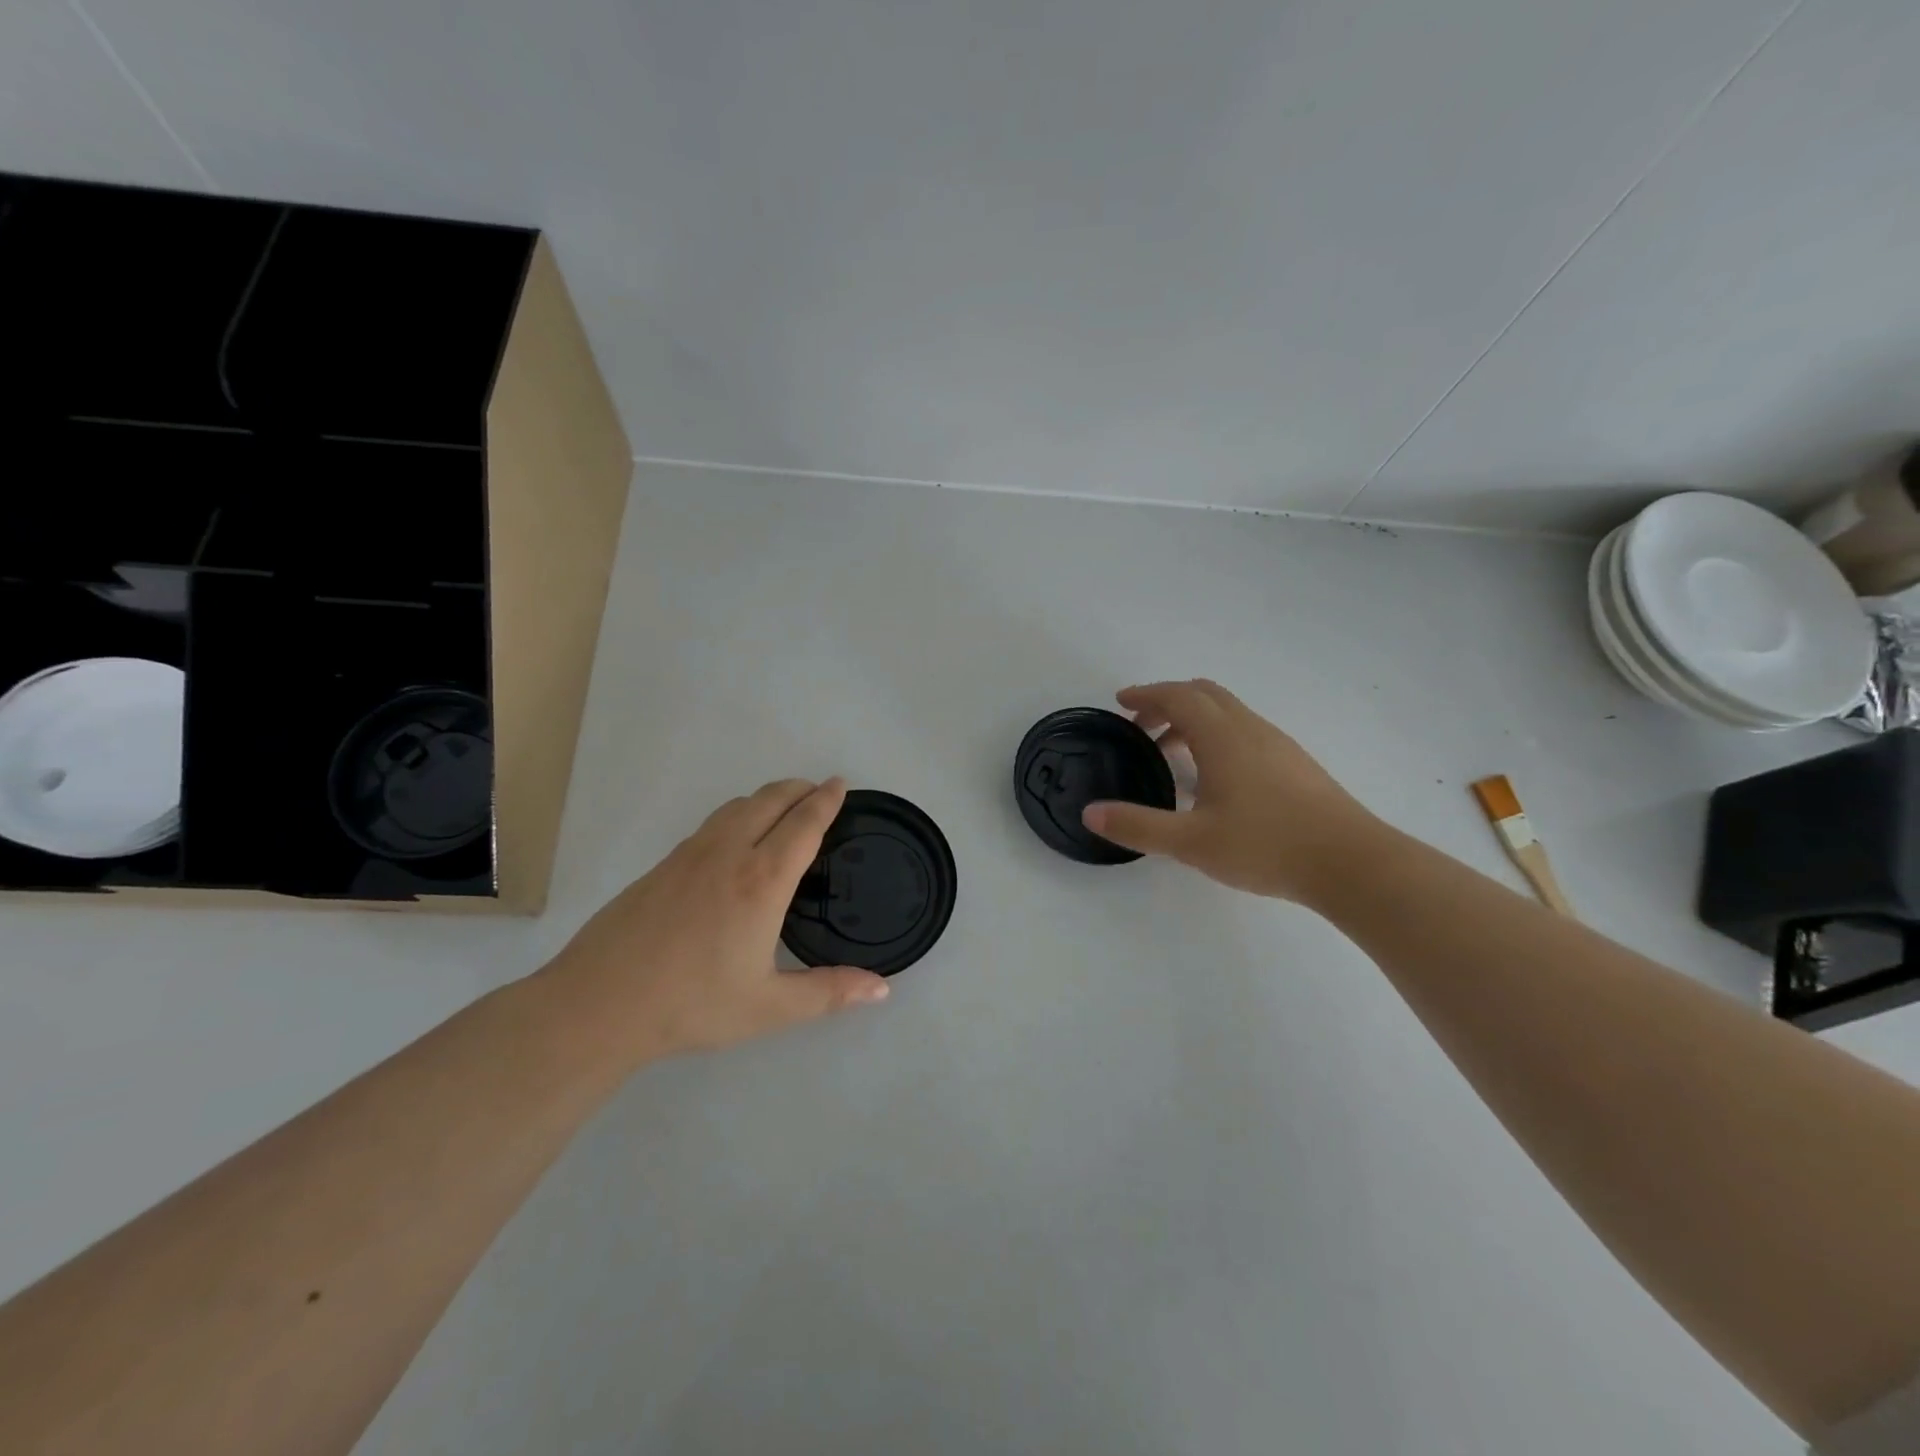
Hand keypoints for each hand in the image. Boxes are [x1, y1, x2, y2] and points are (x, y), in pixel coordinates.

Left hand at [539, 778, 888, 1065]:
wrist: (598, 1004)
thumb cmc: (692, 1004)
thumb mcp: (770, 1007)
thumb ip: (830, 993)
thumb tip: (882, 990)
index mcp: (761, 881)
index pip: (803, 825)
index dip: (826, 801)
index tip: (840, 784)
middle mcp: (728, 854)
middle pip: (769, 800)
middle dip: (799, 788)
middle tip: (819, 791)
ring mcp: (689, 855)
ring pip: (736, 806)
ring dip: (767, 797)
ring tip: (782, 808)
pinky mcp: (662, 865)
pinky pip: (712, 823)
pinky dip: (738, 814)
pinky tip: (734, 840)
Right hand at [1082, 680, 1382, 903]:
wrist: (1352, 864)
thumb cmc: (1266, 846)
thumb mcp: (1191, 842)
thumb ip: (1138, 826)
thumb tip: (1090, 814)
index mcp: (1223, 738)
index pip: (1179, 697)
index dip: (1147, 694)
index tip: (1121, 702)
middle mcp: (1250, 730)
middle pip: (1204, 694)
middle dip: (1167, 701)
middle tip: (1141, 724)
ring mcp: (1278, 744)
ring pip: (1228, 712)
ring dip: (1193, 719)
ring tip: (1169, 752)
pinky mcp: (1295, 764)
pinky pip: (1245, 731)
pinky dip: (1217, 735)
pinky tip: (1214, 777)